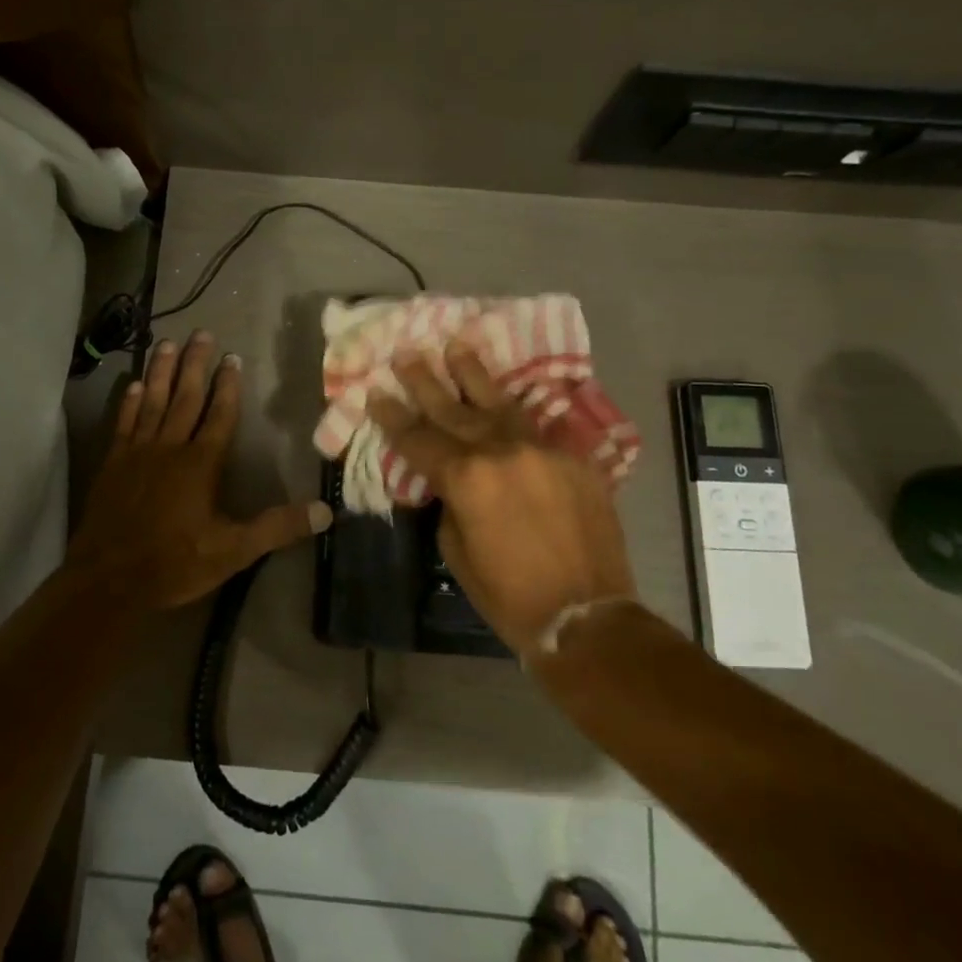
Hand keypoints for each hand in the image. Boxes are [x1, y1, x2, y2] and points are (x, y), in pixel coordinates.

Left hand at [68, 333, 332, 608]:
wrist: (108, 579)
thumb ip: (277, 528)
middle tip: (201, 333)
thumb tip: (325, 512)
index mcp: (201, 464)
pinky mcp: (113, 463)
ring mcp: (138, 452)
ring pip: (152, 401)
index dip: (227, 386)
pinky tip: (132, 384)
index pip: (219, 415)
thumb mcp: (233, 551)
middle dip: (195, 364)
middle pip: (185, 397)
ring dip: (160, 371)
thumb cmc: (174, 563)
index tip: (232, 357)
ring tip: (166, 343)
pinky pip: (123, 423)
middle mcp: (170, 447)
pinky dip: (128, 402)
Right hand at [366, 341, 636, 654]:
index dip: (393, 416)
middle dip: (426, 381)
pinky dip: (515, 410)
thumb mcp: (457, 552)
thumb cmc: (509, 595)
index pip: (418, 439)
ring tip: (456, 345)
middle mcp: (501, 452)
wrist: (586, 616)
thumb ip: (450, 504)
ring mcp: (541, 451)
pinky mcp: (573, 459)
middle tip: (407, 353)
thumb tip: (454, 482)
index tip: (375, 391)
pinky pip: (537, 426)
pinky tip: (504, 393)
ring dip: (473, 374)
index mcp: (466, 479)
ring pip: (499, 402)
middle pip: (453, 409)